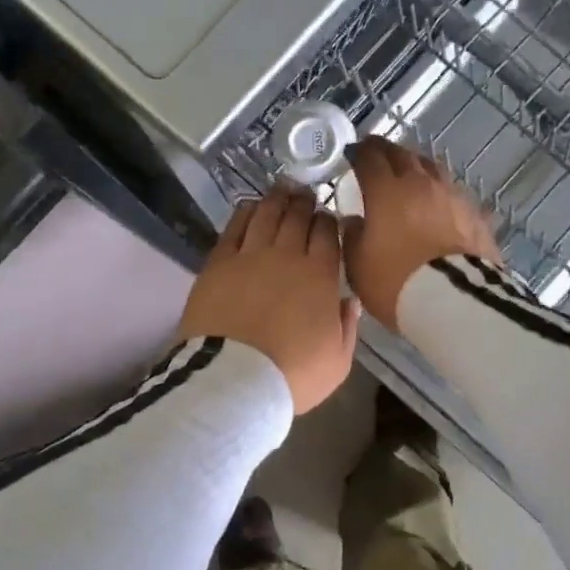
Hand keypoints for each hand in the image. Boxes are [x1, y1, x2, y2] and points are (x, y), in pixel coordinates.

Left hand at [178, 187, 360, 413]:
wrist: (234, 379)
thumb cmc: (292, 375)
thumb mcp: (337, 361)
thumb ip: (347, 327)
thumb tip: (350, 301)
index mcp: (321, 276)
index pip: (328, 235)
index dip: (329, 222)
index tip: (328, 218)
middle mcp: (287, 256)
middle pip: (297, 218)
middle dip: (305, 203)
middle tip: (306, 195)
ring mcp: (250, 256)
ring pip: (266, 215)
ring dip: (277, 200)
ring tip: (283, 190)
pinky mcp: (219, 263)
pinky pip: (234, 227)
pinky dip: (245, 212)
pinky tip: (250, 205)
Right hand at [343, 137, 501, 330]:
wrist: (455, 302)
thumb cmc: (396, 283)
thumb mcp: (358, 266)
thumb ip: (352, 237)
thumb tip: (354, 220)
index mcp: (387, 191)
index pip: (369, 159)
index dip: (358, 152)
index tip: (351, 153)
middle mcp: (420, 184)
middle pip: (402, 155)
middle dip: (385, 150)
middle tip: (375, 153)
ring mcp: (452, 196)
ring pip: (431, 167)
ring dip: (415, 165)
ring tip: (408, 171)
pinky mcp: (475, 213)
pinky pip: (452, 192)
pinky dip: (439, 190)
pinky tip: (438, 200)